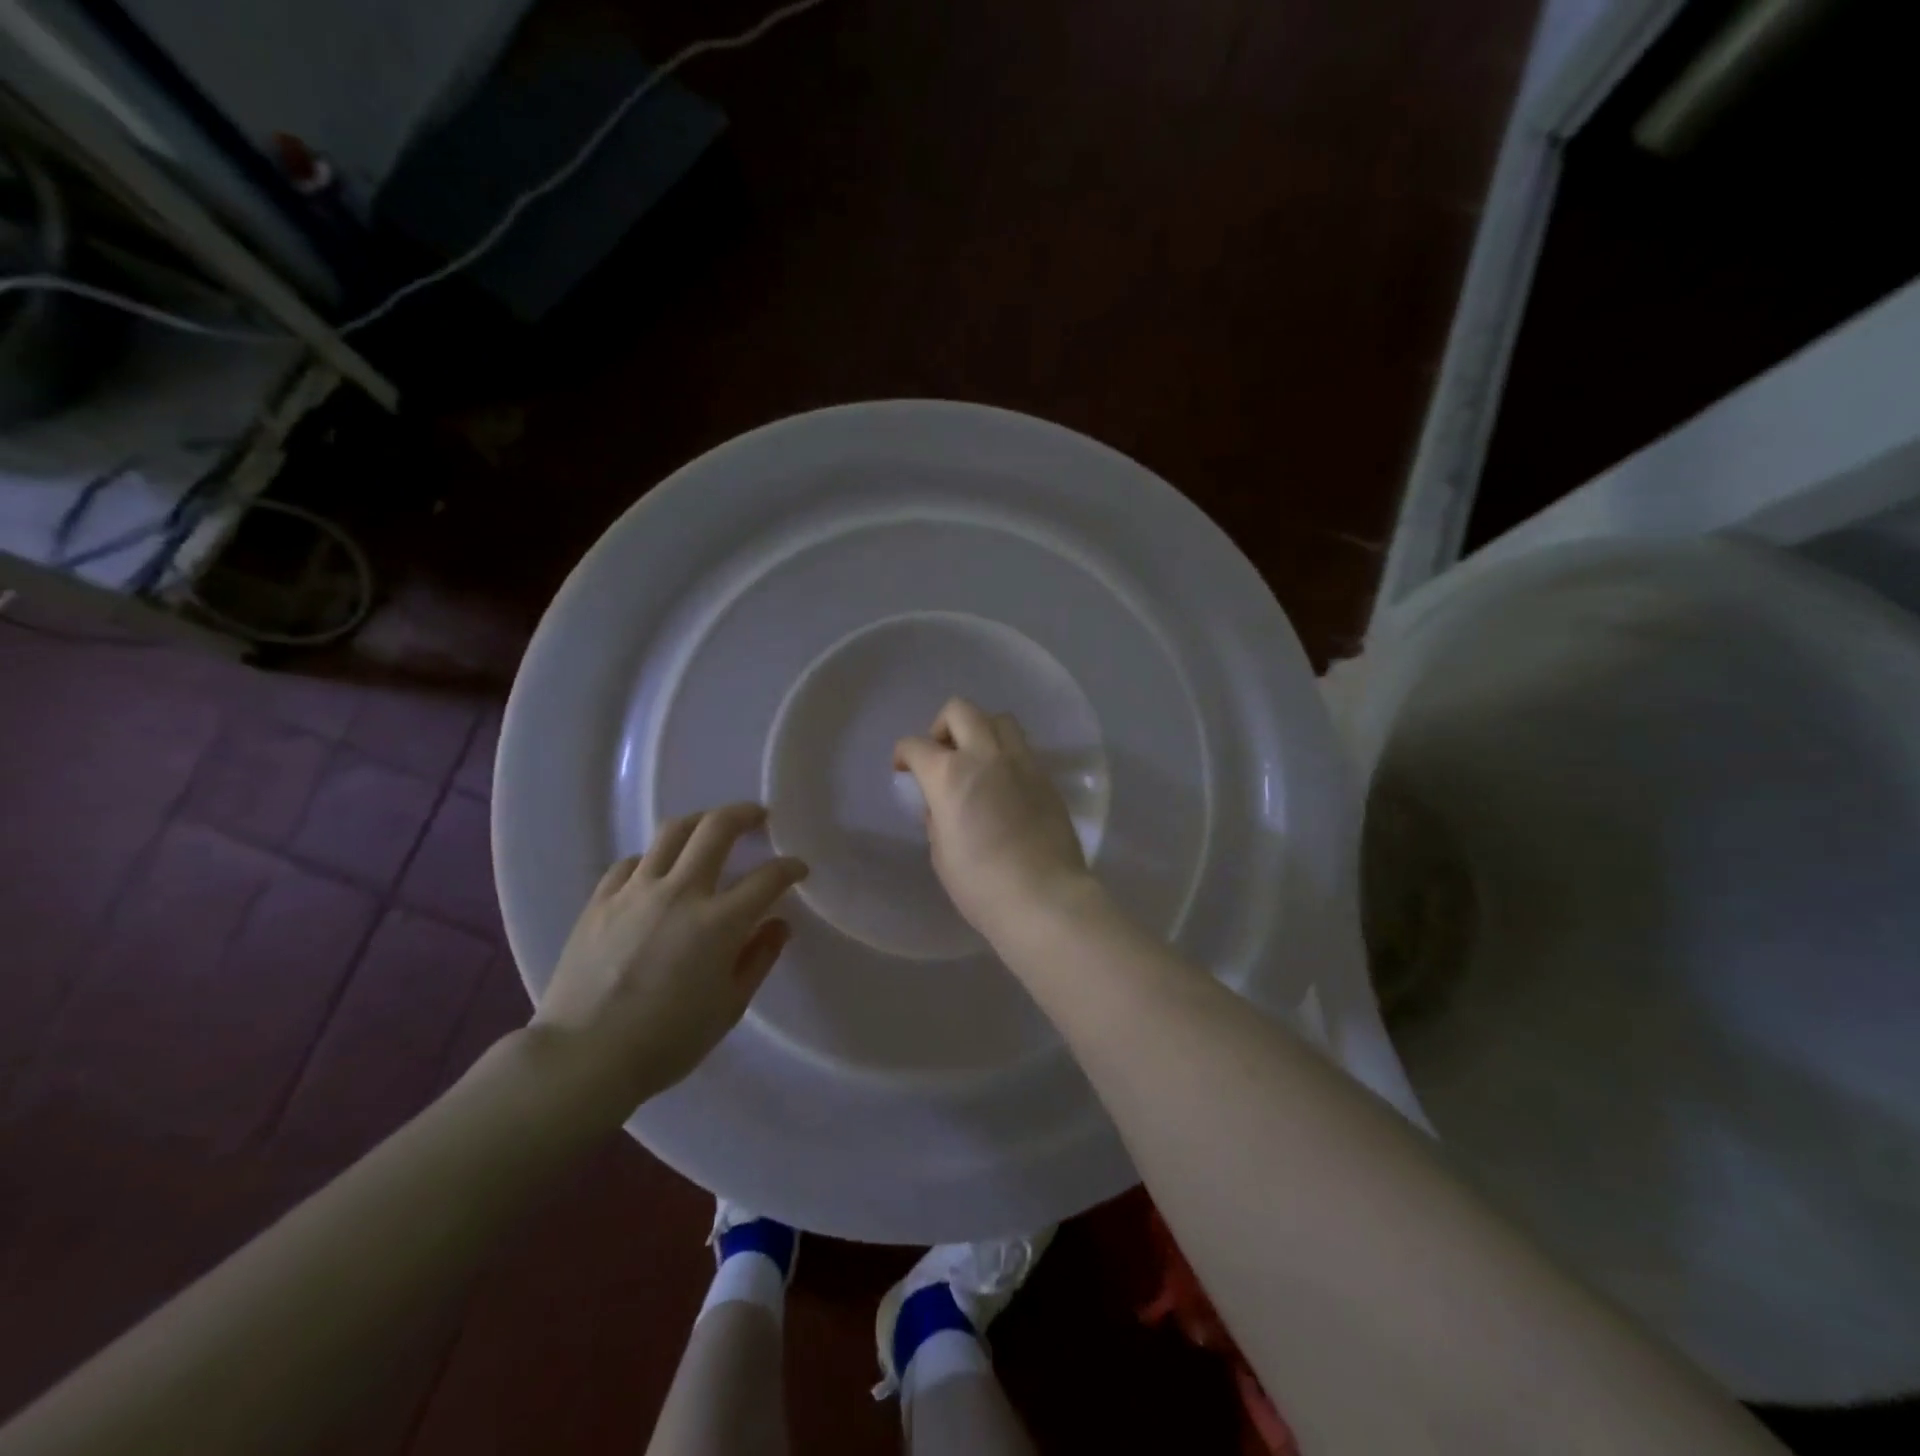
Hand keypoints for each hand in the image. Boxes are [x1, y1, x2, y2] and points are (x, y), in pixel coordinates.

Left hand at [533, 803, 807, 1116]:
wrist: (583, 1057)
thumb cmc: (667, 1041)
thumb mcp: (729, 1008)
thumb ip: (758, 958)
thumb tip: (778, 924)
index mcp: (719, 922)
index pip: (767, 878)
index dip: (790, 867)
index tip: (798, 868)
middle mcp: (680, 892)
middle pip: (717, 828)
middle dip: (745, 814)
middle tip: (758, 816)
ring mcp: (636, 891)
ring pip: (672, 832)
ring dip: (700, 822)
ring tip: (710, 829)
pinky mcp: (601, 900)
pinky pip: (632, 862)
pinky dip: (653, 859)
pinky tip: (657, 872)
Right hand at [895, 698, 1095, 938]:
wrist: (1044, 898)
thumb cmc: (981, 884)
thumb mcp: (941, 853)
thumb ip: (937, 818)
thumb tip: (941, 805)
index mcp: (949, 775)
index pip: (916, 745)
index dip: (904, 755)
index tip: (904, 770)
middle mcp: (985, 756)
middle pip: (960, 711)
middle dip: (942, 727)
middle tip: (941, 756)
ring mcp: (1021, 762)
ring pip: (998, 719)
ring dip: (980, 731)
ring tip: (977, 762)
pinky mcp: (1046, 777)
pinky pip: (1022, 748)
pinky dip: (1006, 754)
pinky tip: (1004, 784)